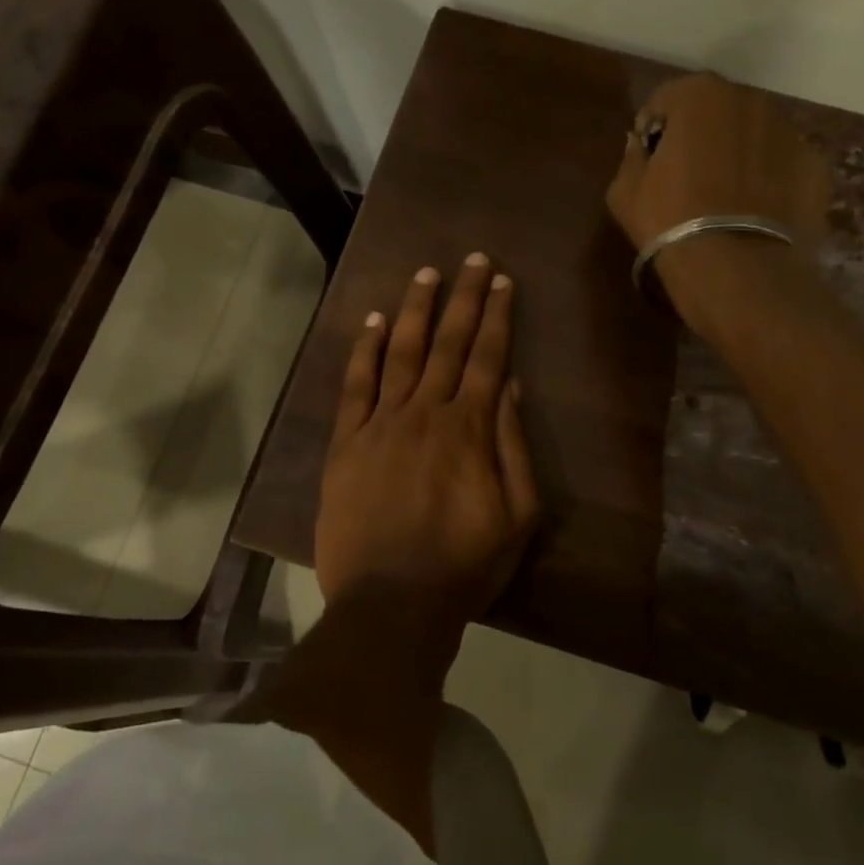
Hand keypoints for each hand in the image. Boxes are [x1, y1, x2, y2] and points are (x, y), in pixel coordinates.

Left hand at [314, 253, 540, 627]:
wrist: (390, 604)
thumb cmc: (464, 566)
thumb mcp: (518, 516)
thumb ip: (513, 446)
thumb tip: (509, 386)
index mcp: (470, 429)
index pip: (487, 357)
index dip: (497, 316)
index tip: (503, 281)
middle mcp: (425, 413)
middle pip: (448, 343)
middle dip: (464, 298)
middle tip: (474, 260)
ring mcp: (381, 424)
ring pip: (402, 353)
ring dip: (417, 310)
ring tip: (427, 274)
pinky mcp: (346, 444)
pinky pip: (356, 386)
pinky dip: (366, 350)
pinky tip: (375, 322)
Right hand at [606, 72, 829, 329]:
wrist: (736, 268)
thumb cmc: (670, 221)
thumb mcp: (624, 191)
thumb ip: (631, 157)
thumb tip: (642, 147)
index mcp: (699, 95)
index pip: (666, 100)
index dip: (653, 130)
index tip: (650, 162)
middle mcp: (749, 100)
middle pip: (716, 112)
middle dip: (702, 136)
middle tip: (689, 179)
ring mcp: (789, 130)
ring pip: (753, 136)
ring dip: (738, 155)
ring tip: (725, 199)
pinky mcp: (815, 165)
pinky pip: (782, 165)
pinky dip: (769, 179)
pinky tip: (755, 213)